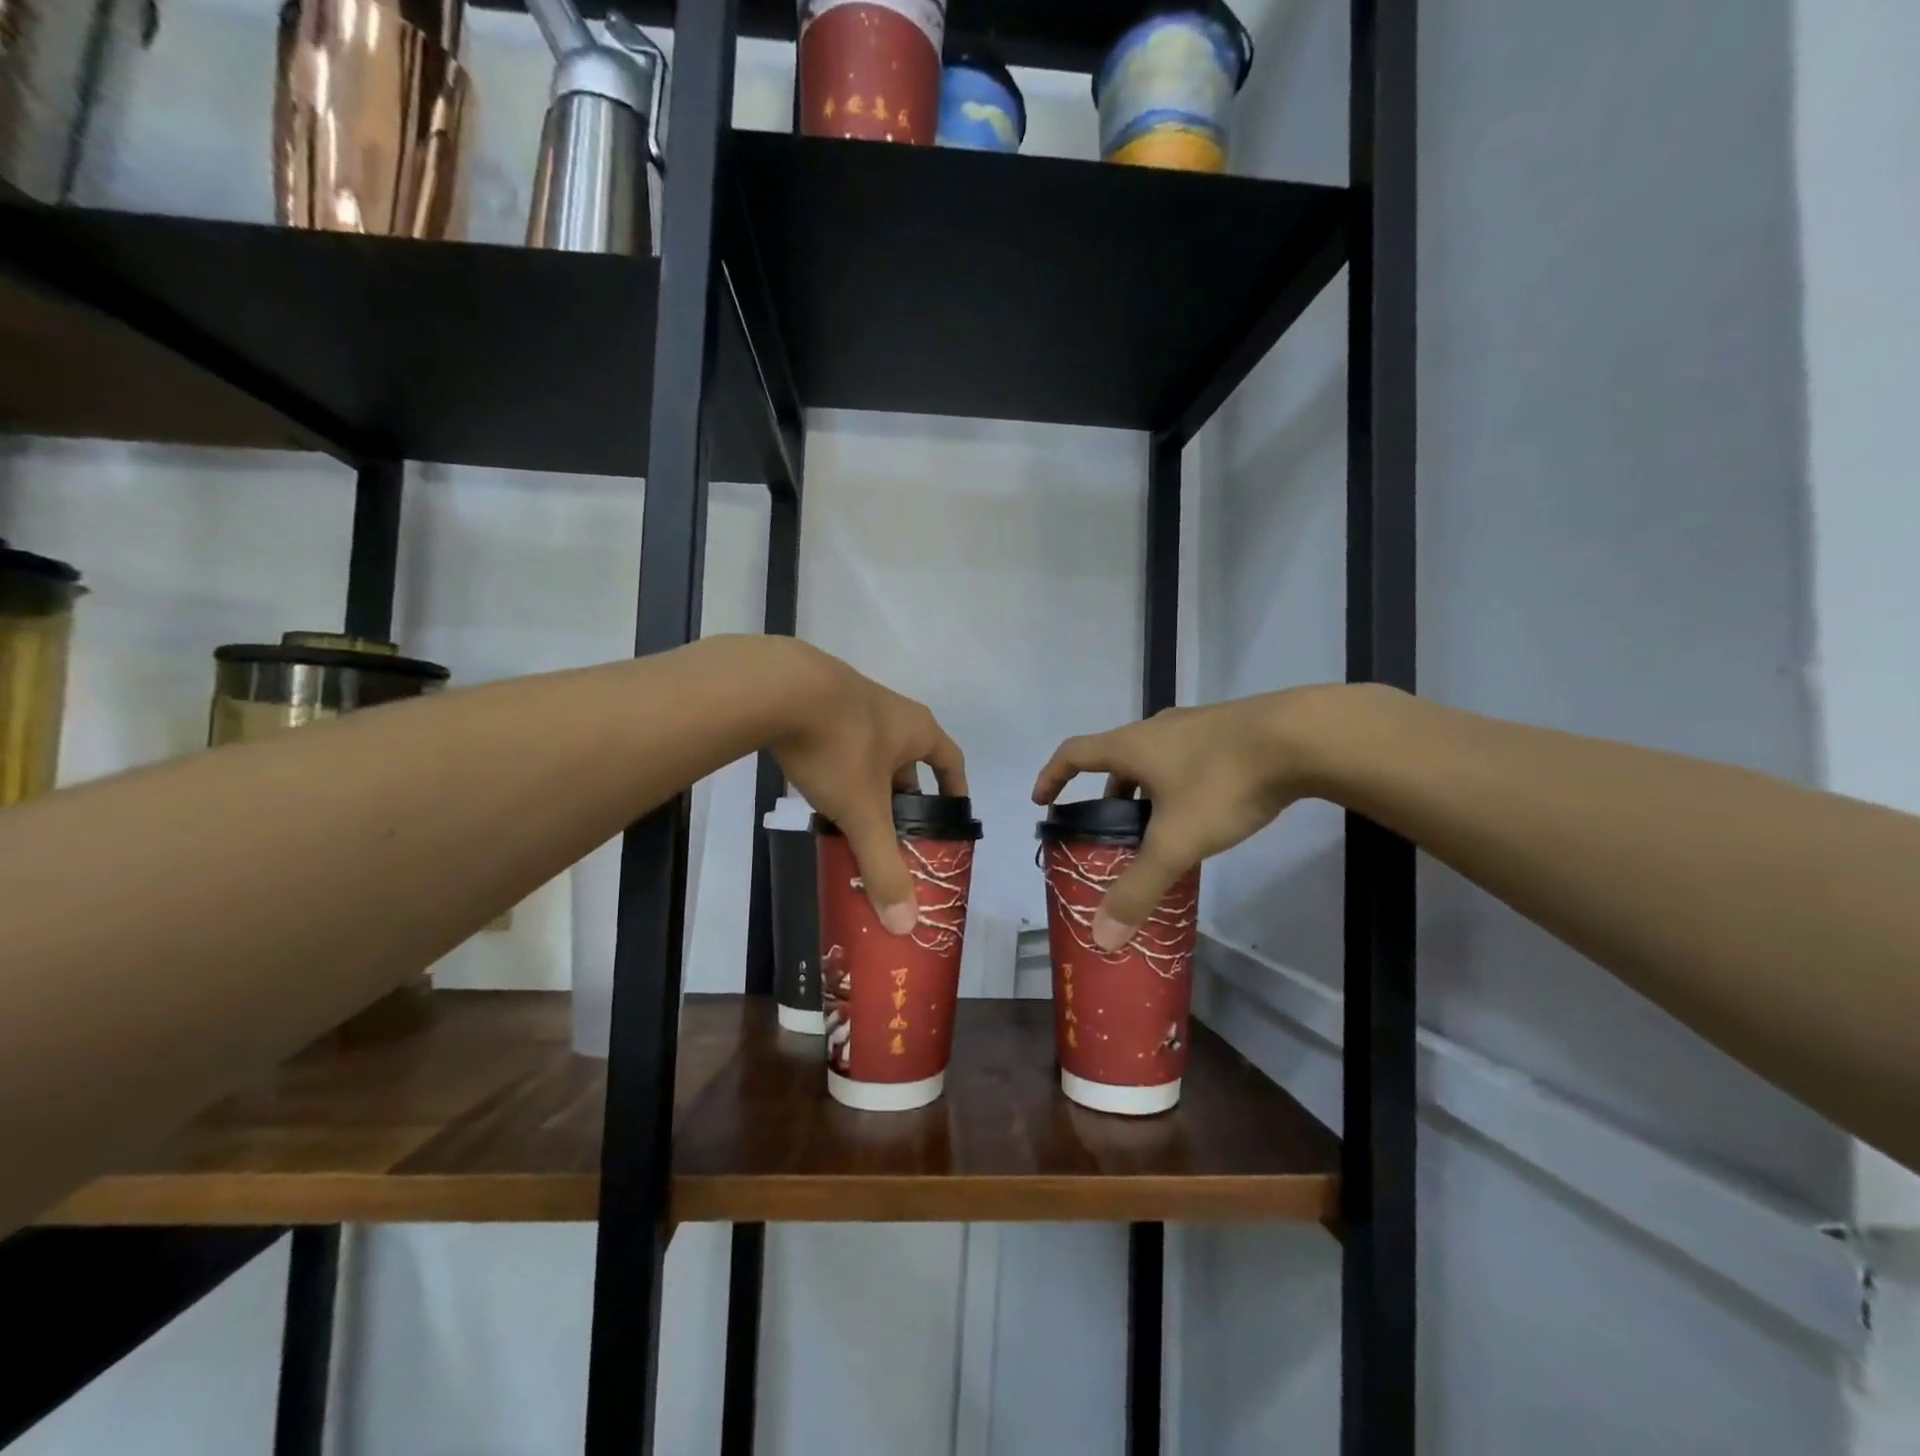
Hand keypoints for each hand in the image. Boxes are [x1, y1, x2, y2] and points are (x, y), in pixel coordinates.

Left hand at [767, 644, 966, 936]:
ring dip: (867, 783)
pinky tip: (816, 787)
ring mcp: (853, 700)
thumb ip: (883, 864)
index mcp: (918, 730)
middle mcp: (893, 711)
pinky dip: (836, 767)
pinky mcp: (816, 699)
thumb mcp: (863, 811)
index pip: (951, 761)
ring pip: (870, 751)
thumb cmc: (839, 746)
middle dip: (903, 798)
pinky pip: (838, 740)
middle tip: (894, 834)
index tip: (951, 818)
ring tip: (853, 818)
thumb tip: (905, 924)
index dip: (955, 790)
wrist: (777, 687)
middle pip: (908, 760)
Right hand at [1032, 690, 1342, 950]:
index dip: (1052, 776)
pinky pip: (1186, 758)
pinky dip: (1176, 783)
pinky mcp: (1228, 731)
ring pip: (1154, 758)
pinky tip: (1203, 810)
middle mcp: (1156, 729)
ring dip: (1143, 789)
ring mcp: (1195, 726)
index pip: (1073, 753)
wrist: (1302, 737)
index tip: (1042, 801)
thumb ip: (1139, 888)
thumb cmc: (1224, 782)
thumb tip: (1101, 937)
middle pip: (1115, 757)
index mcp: (1131, 746)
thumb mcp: (1177, 841)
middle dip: (1104, 793)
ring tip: (1156, 826)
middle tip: (1107, 828)